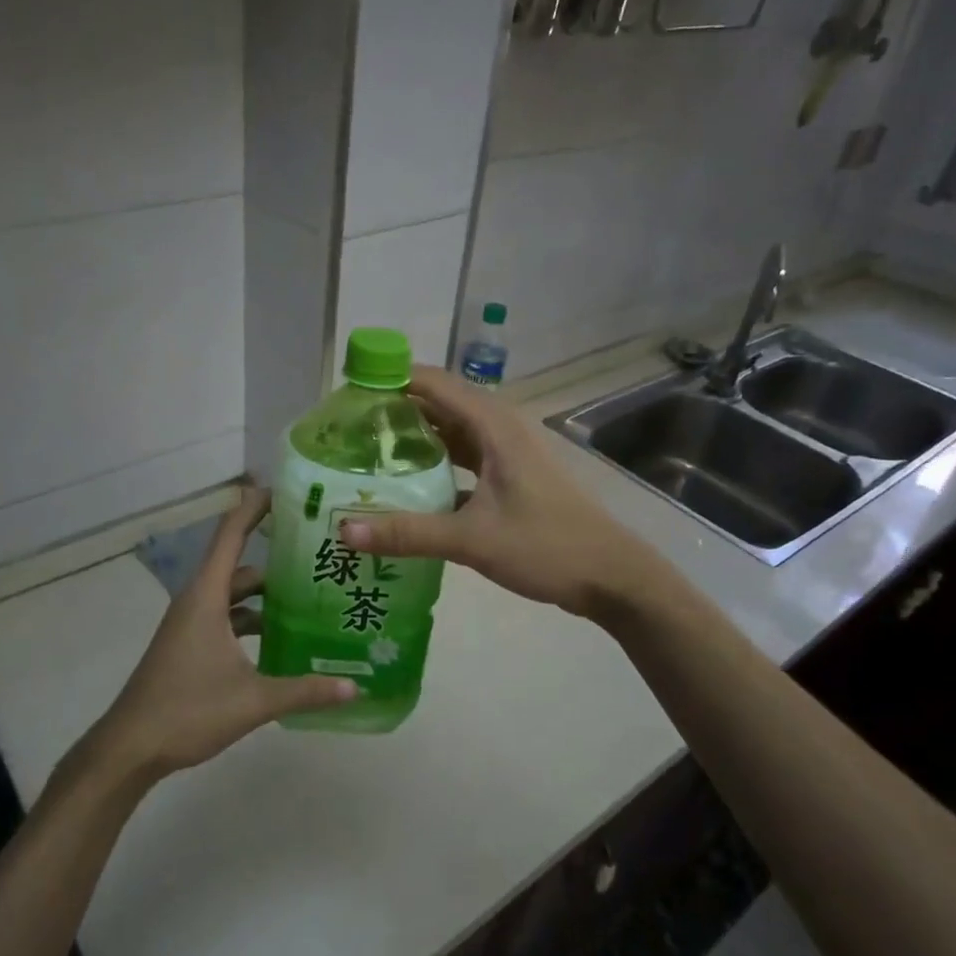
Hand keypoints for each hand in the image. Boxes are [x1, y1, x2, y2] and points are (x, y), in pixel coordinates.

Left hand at [83, 489, 356, 787]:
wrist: (130, 748)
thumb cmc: (187, 710)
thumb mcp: (253, 700)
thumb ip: (305, 691)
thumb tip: (354, 686)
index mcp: (206, 596)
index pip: (232, 535)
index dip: (255, 507)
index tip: (285, 491)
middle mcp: (197, 601)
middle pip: (240, 566)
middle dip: (276, 557)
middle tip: (319, 555)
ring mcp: (191, 624)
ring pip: (234, 595)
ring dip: (266, 595)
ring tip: (311, 597)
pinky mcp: (190, 645)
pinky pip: (227, 618)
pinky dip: (253, 620)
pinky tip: (282, 639)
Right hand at [338, 366, 649, 620]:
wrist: (612, 576)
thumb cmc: (546, 546)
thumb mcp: (471, 539)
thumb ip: (407, 533)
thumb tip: (343, 530)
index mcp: (494, 426)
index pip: (433, 383)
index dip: (391, 379)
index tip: (348, 392)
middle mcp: (500, 429)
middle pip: (439, 405)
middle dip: (396, 410)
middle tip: (347, 428)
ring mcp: (508, 454)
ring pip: (452, 433)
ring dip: (415, 439)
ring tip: (368, 453)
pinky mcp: (511, 478)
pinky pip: (464, 459)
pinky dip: (435, 466)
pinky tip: (408, 489)